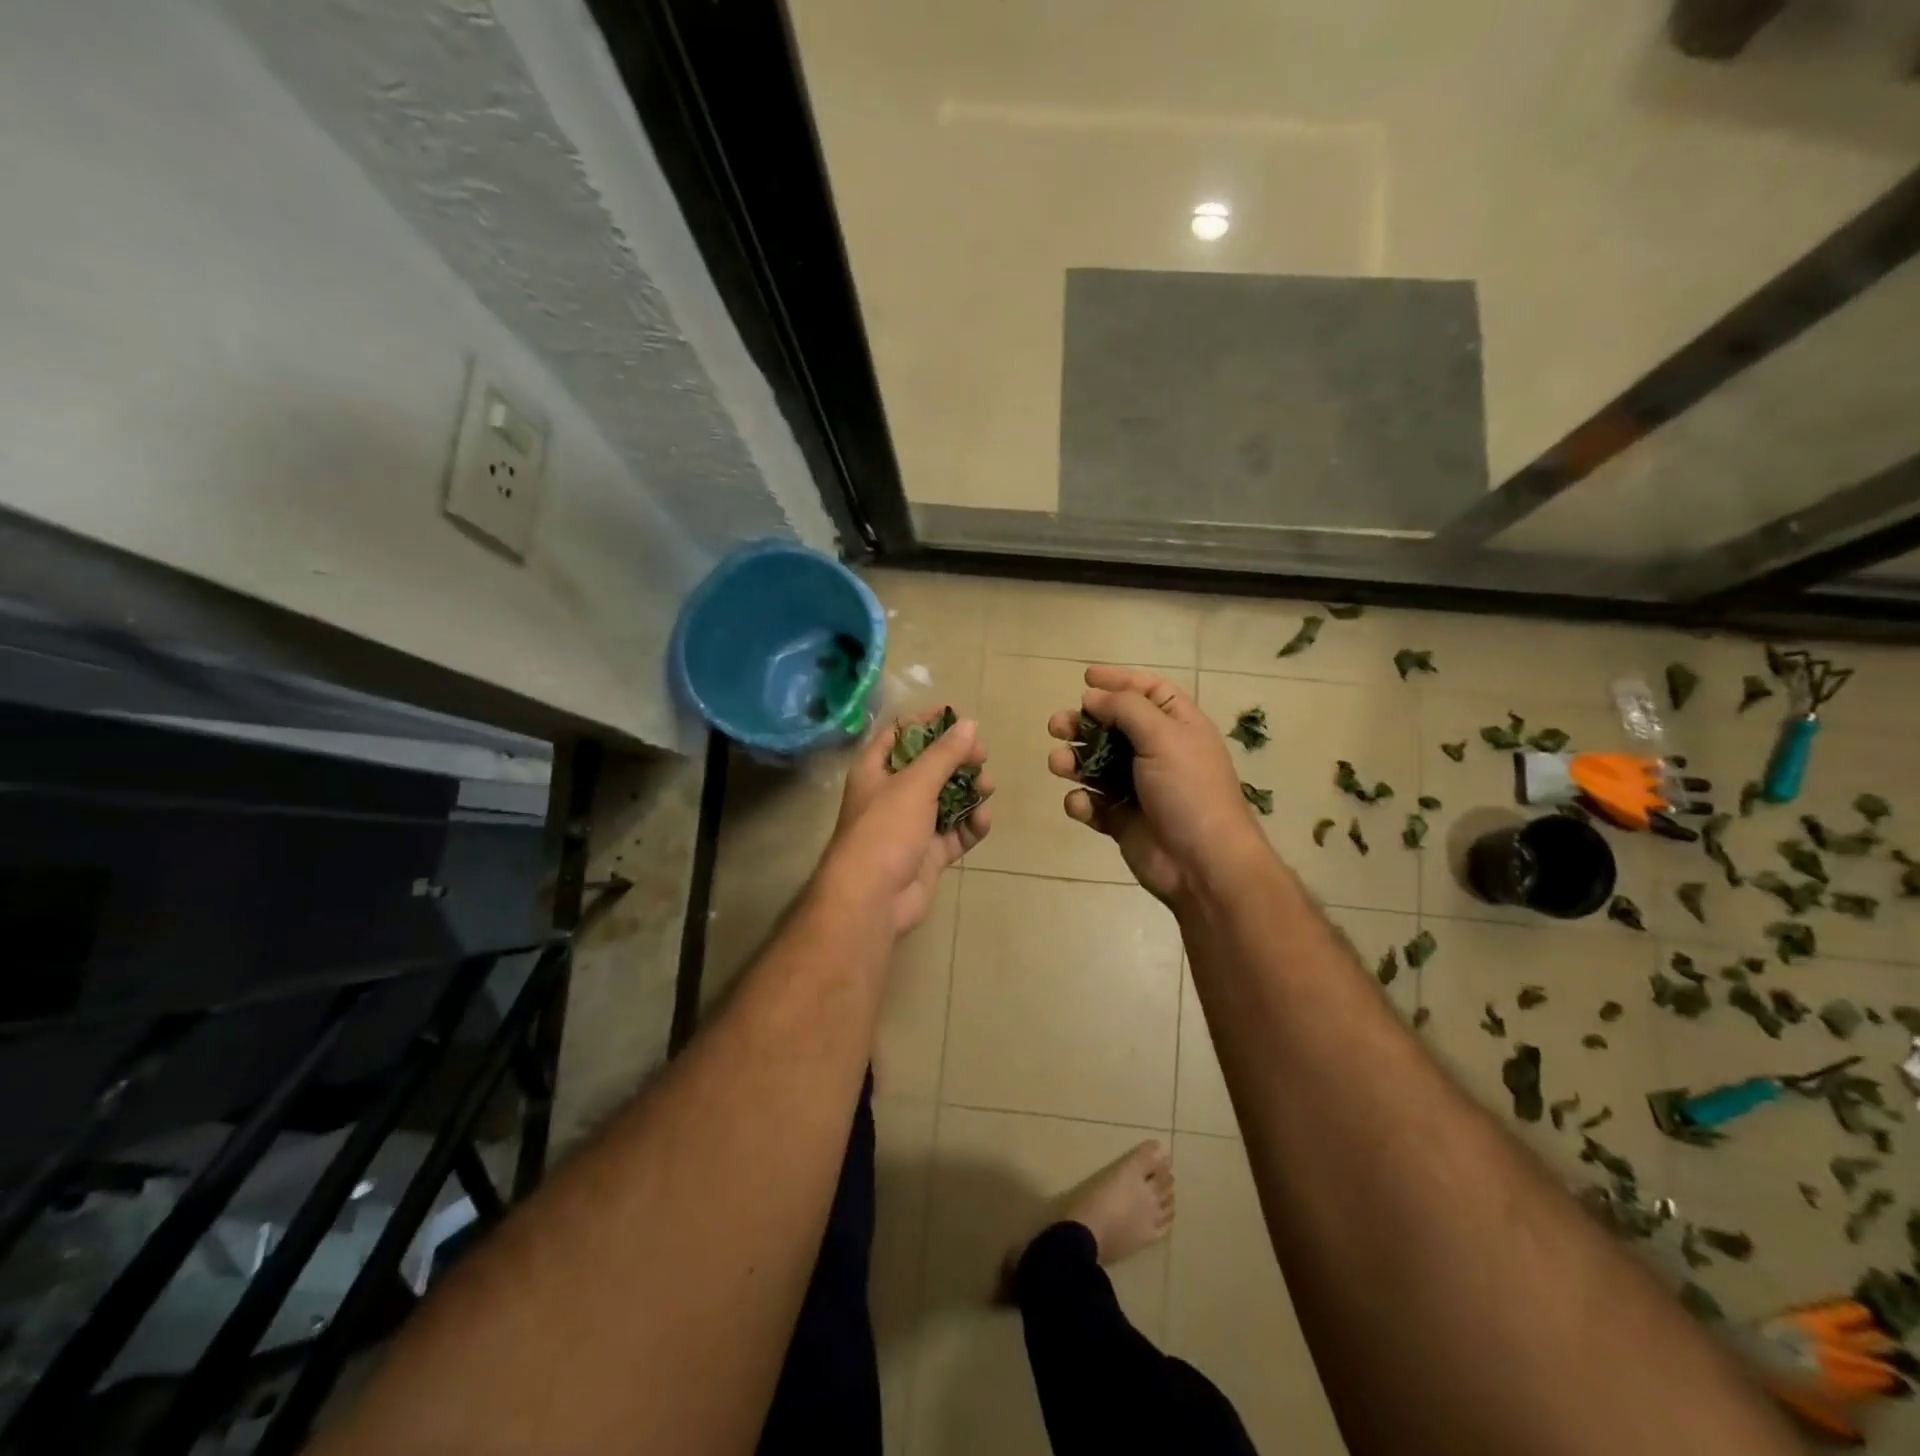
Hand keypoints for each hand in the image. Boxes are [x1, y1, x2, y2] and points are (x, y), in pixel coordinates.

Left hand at [819, 709, 992, 937]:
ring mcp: (911, 827)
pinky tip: (982, 821)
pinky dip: (970, 826)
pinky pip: (955, 833)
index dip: (927, 723)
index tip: (959, 718)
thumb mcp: (915, 784)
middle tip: (982, 756)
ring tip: (987, 788)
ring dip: (969, 791)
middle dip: (957, 760)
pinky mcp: (929, 854)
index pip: (900, 735)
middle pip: (929, 767)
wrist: (872, 899)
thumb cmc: (886, 830)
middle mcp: (892, 795)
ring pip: (946, 800)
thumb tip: (969, 723)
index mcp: (876, 771)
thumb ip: (944, 754)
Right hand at [1048, 666, 1265, 905]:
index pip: (1147, 691)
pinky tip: (1081, 805)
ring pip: (1095, 765)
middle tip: (1056, 726)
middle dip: (1082, 723)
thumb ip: (1126, 709)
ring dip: (1074, 761)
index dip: (1118, 681)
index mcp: (1177, 725)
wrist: (1202, 864)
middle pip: (1112, 726)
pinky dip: (1082, 802)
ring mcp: (1137, 787)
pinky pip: (1093, 803)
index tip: (1085, 678)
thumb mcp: (1163, 736)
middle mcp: (1157, 751)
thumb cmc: (1188, 790)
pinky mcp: (1121, 819)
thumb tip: (1093, 696)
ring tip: (1058, 764)